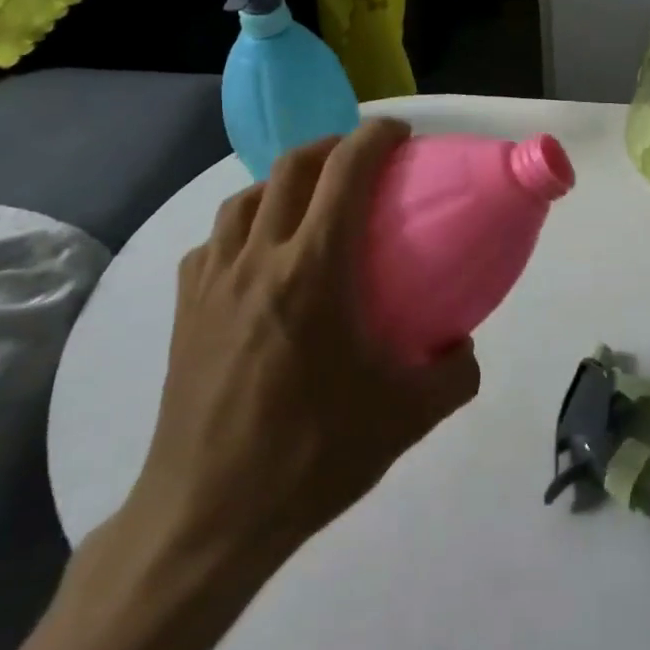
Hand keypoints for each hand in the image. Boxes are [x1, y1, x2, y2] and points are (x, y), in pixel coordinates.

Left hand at [122, 118, 479, 612]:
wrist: (208, 515)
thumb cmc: (311, 455)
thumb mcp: (406, 418)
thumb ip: (454, 374)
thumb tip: (465, 346)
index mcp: (314, 268)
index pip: (345, 171)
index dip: (374, 137)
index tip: (400, 133)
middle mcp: (259, 257)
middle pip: (291, 167)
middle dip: (331, 146)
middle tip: (361, 160)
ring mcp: (213, 280)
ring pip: (245, 198)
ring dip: (283, 182)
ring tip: (309, 203)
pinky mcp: (185, 309)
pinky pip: (215, 242)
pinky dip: (244, 228)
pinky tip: (258, 259)